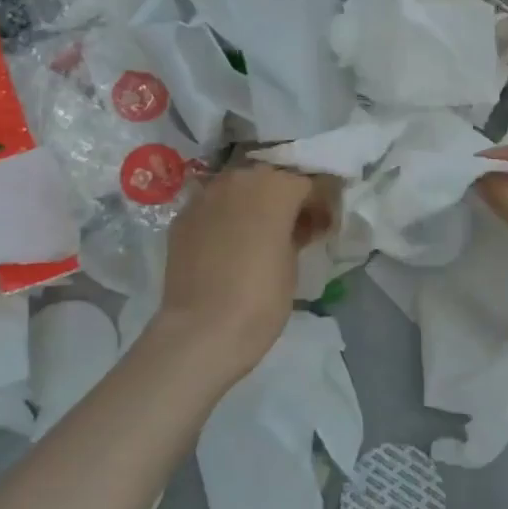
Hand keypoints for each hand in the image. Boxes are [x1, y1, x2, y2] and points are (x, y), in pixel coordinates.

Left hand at [154, 164, 334, 384]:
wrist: (202, 330)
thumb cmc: (261, 297)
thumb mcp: (293, 262)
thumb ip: (297, 231)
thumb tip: (298, 225)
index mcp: (276, 185)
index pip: (308, 182)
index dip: (321, 202)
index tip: (325, 224)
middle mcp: (239, 179)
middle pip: (270, 178)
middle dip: (284, 198)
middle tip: (293, 226)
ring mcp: (206, 195)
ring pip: (238, 188)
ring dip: (252, 203)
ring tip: (258, 233)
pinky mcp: (182, 217)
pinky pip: (213, 207)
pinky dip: (224, 218)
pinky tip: (228, 244)